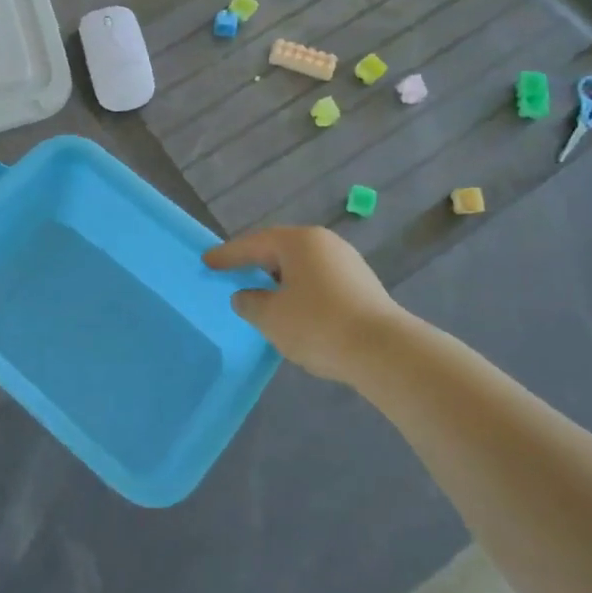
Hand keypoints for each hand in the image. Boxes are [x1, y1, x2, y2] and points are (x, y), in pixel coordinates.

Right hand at [204, 226, 404, 381]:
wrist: (384, 351)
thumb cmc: (318, 325)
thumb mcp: (271, 317)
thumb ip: (250, 303)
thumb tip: (245, 296)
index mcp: (298, 241)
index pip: (253, 244)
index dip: (228, 255)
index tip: (207, 262)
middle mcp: (324, 243)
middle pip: (280, 249)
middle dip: (256, 262)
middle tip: (234, 272)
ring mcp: (348, 262)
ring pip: (302, 266)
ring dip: (280, 279)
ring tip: (264, 294)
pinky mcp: (363, 285)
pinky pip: (320, 280)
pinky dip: (301, 290)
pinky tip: (296, 310)